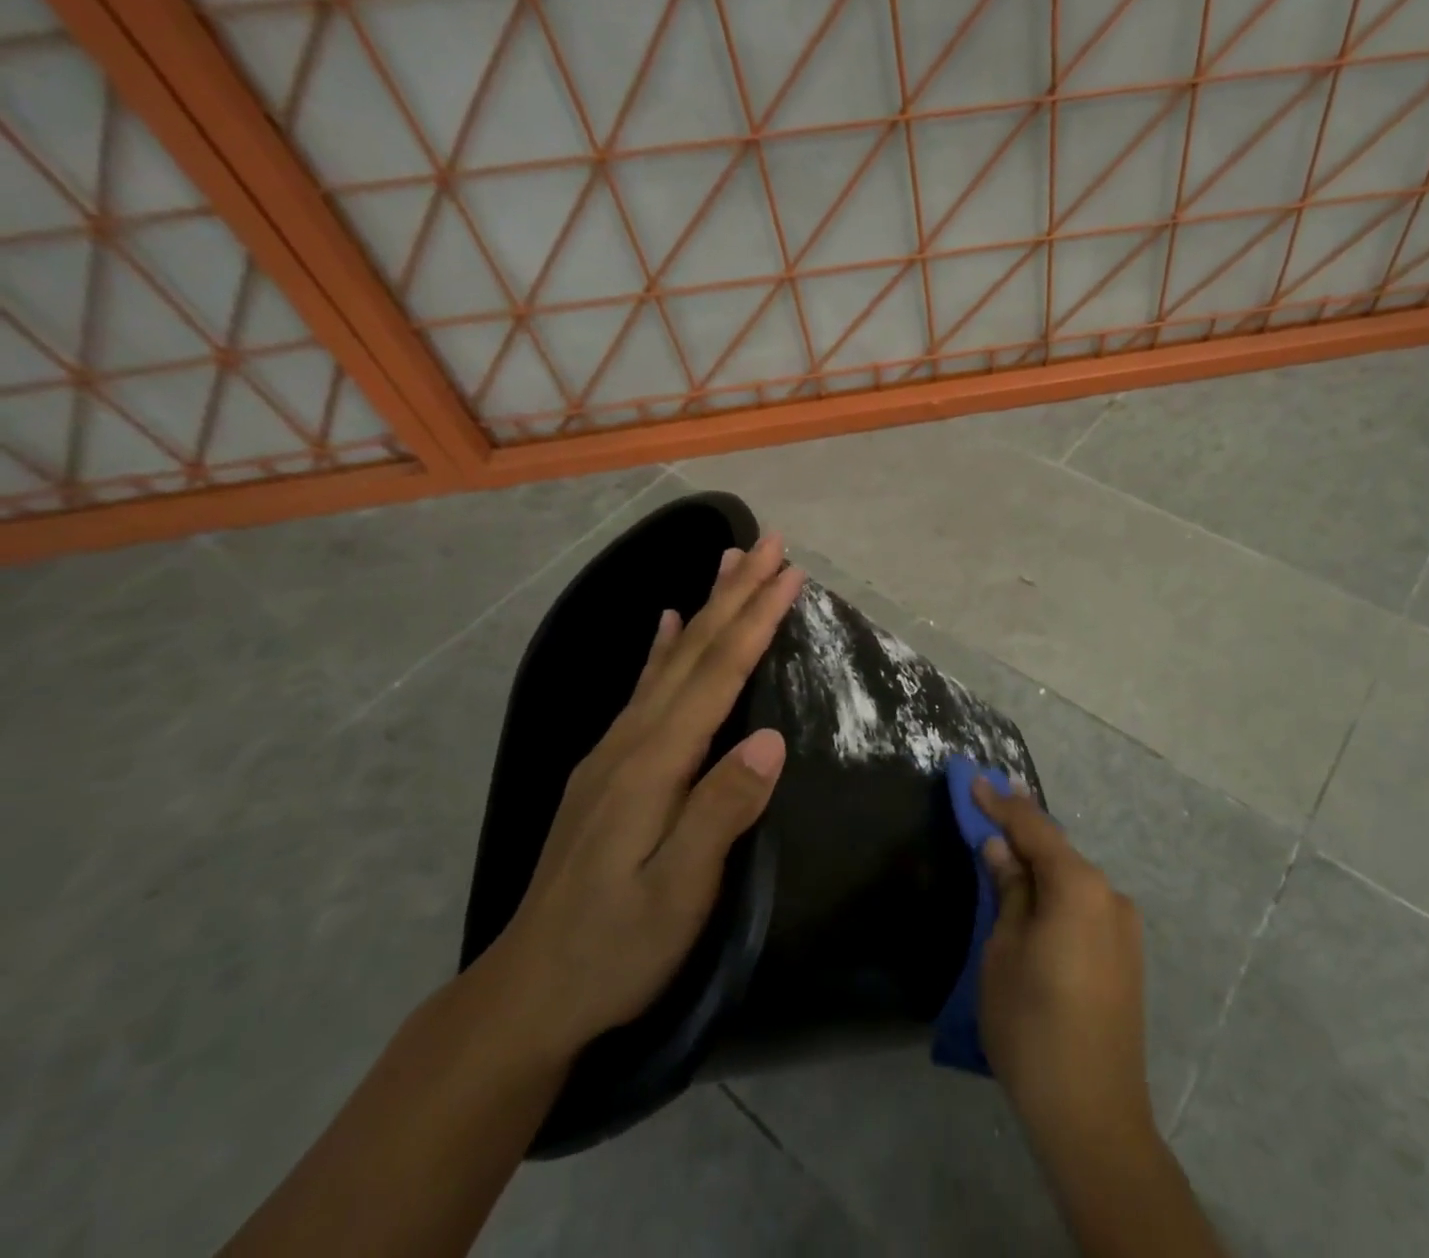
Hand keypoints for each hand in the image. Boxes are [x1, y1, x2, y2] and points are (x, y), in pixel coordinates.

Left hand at [480, 536, 806, 1059]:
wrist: (528, 994)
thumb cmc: (615, 947)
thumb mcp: (678, 892)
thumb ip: (722, 811)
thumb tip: (770, 739)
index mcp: (654, 763)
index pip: (717, 673)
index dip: (756, 620)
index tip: (790, 574)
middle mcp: (631, 740)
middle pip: (693, 649)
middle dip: (736, 592)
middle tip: (769, 543)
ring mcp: (613, 750)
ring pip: (669, 658)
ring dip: (705, 605)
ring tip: (726, 562)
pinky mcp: (607, 766)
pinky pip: (643, 687)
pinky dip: (660, 646)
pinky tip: (666, 623)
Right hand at [975, 778, 1152, 1148]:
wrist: (1093, 1115)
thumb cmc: (1032, 1027)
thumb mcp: (1003, 952)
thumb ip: (1007, 891)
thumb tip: (1000, 850)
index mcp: (1079, 887)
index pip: (1034, 829)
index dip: (1002, 803)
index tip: (976, 778)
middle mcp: (1110, 895)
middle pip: (1057, 850)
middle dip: (1022, 830)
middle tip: (990, 804)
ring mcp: (1124, 925)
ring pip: (1072, 879)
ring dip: (1040, 864)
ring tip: (1007, 850)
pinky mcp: (1127, 954)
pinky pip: (1085, 905)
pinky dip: (1058, 893)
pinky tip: (1036, 898)